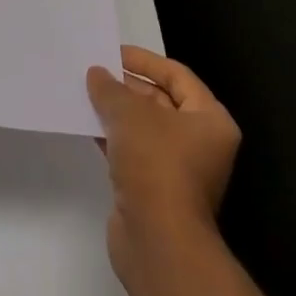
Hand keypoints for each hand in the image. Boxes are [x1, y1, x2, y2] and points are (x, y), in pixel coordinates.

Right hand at [87, 45, 241, 286]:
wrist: (158, 242)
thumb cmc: (156, 164)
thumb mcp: (129, 113)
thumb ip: (110, 88)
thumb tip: (97, 74)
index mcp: (211, 120)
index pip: (177, 76)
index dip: (145, 61)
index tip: (113, 53)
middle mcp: (200, 144)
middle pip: (161, 102)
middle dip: (127, 87)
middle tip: (94, 72)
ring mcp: (178, 170)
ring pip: (144, 129)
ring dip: (116, 112)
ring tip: (85, 93)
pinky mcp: (155, 191)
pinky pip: (133, 152)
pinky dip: (112, 138)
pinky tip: (87, 124)